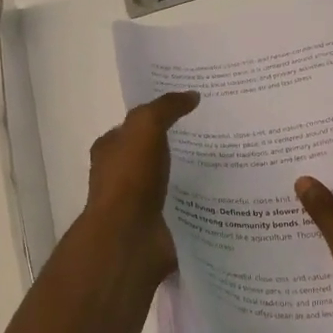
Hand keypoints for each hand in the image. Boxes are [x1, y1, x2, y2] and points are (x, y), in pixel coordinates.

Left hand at [80, 91, 199, 281]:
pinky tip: (218, 197)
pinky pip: (178, 209)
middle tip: (212, 136)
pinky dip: (194, 204)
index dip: (155, 118)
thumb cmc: (130, 178)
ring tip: (223, 166)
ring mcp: (137, 204)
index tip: (187, 111)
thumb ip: (166, 108)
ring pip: (166, 183)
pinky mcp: (156, 226)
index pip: (132, 128)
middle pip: (150, 155)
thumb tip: (191, 96)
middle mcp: (119, 176)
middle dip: (174, 147)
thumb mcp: (146, 127)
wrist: (128, 237)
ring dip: (186, 177)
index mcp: (109, 150)